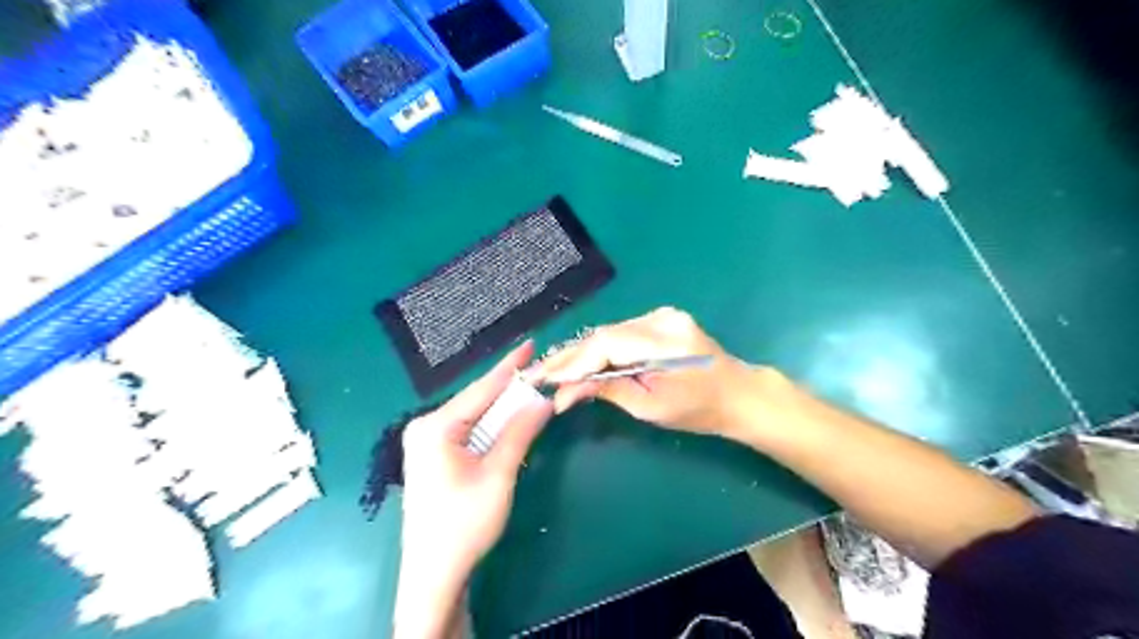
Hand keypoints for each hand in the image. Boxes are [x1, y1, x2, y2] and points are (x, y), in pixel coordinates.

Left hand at [397, 345, 553, 637]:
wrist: (434, 574)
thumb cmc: (464, 524)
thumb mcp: (498, 474)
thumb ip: (519, 432)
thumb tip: (543, 400)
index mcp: (435, 427)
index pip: (481, 389)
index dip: (509, 367)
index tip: (530, 345)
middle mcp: (426, 427)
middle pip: (477, 401)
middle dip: (510, 390)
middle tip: (540, 374)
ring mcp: (426, 443)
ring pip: (474, 417)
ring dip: (503, 410)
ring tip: (531, 394)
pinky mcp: (433, 457)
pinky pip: (467, 432)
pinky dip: (492, 428)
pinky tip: (509, 423)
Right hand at [529, 307, 788, 441]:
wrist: (738, 394)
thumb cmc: (699, 410)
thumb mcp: (651, 408)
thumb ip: (607, 391)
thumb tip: (564, 393)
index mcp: (664, 342)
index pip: (606, 344)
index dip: (573, 362)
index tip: (545, 379)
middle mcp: (662, 319)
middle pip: (605, 335)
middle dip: (571, 357)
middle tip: (540, 374)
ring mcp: (663, 315)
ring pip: (610, 332)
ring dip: (583, 352)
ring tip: (554, 370)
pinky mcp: (662, 319)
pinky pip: (622, 332)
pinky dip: (601, 348)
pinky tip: (582, 360)